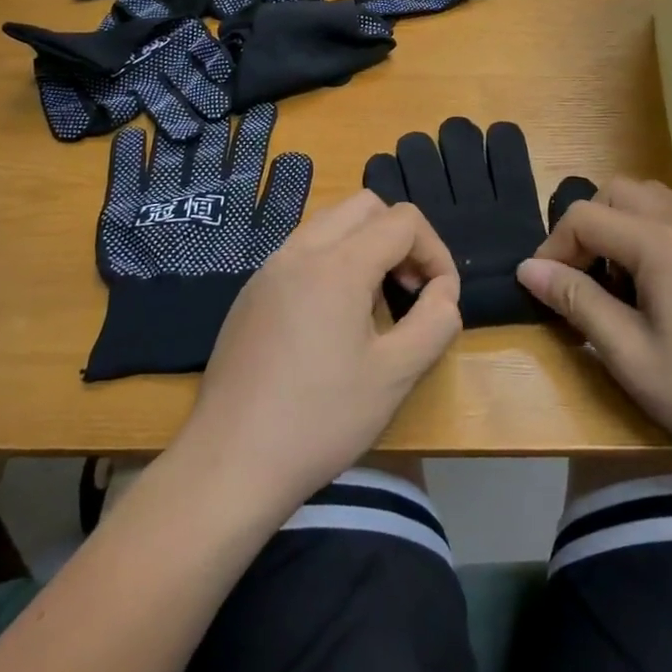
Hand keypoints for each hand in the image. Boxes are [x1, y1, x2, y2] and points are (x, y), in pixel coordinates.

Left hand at [176, 192, 461, 518]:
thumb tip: (443, 292)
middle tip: (409, 289)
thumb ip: (435, 322)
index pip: (403, 221)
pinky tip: (332, 321)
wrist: (228, 464)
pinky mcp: (251, 293)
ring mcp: (269, 269)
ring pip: (330, 224)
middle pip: (365, 207)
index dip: (436, 253)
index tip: (440, 299)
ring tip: (374, 304)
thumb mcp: (395, 376)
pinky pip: (302, 251)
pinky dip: (332, 262)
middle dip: (400, 238)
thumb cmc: (319, 420)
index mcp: (337, 264)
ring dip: (365, 246)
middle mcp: (300, 251)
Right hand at [517, 179, 671, 487]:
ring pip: (650, 200)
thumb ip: (577, 302)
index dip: (554, 247)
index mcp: (660, 243)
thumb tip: (529, 269)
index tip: (546, 291)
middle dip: (587, 225)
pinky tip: (654, 290)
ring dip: (619, 226)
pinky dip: (648, 235)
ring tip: (614, 282)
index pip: (586, 216)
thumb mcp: (630, 354)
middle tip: (580, 278)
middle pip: (618, 192)